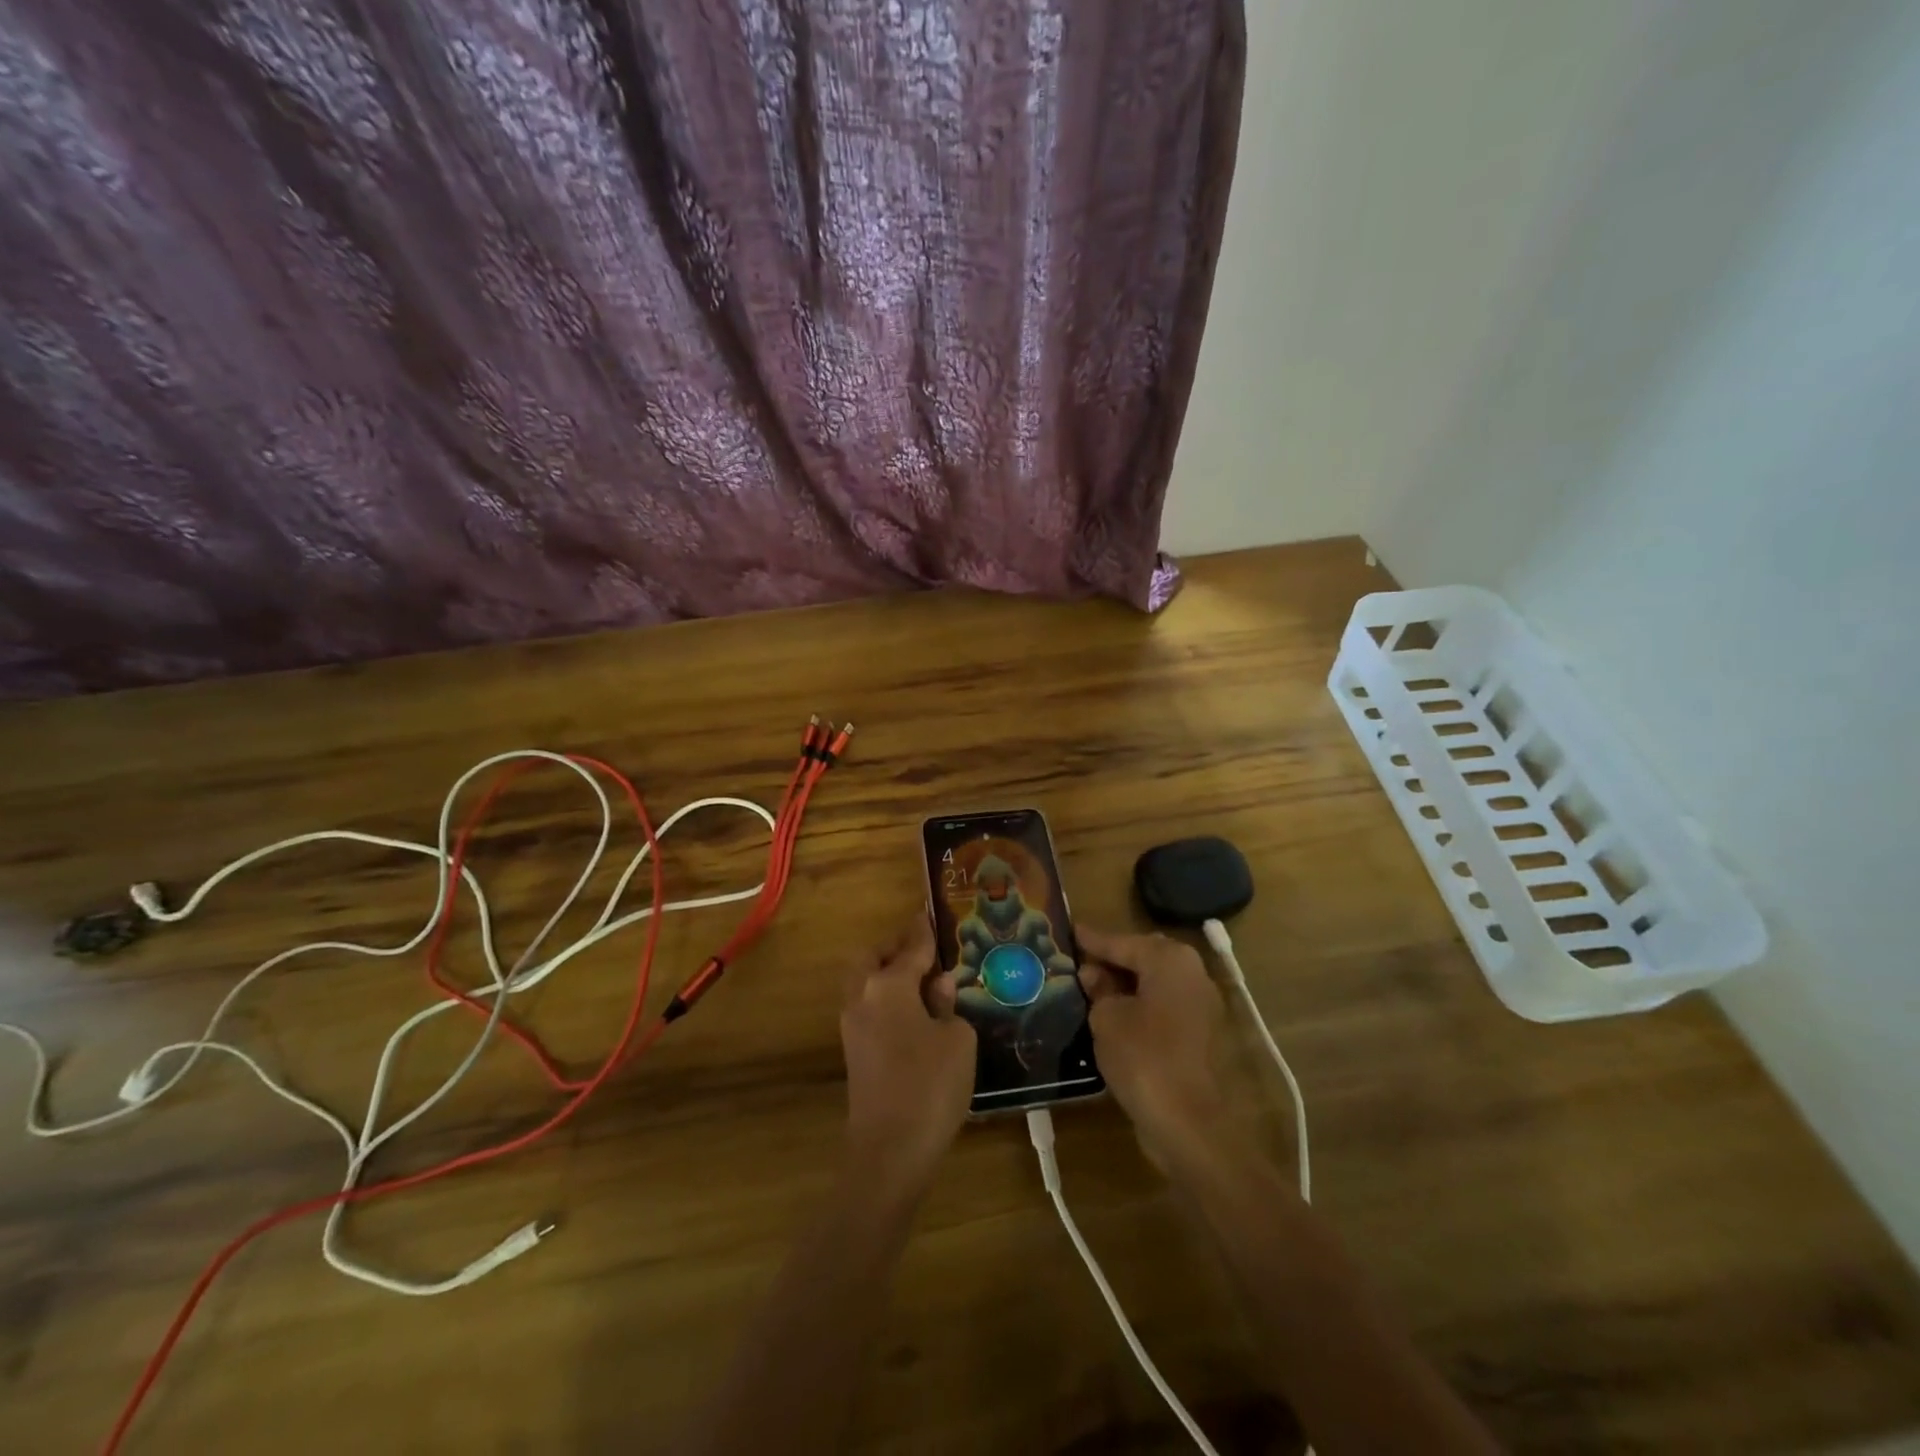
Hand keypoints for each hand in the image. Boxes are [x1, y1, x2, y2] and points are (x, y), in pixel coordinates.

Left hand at [839, 919, 975, 1197]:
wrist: (889, 1151)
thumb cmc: (930, 1086)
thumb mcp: (957, 1039)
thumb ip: (947, 1005)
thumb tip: (937, 989)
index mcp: (888, 986)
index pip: (911, 947)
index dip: (924, 931)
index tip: (930, 913)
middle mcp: (863, 997)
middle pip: (872, 957)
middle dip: (894, 948)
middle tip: (923, 951)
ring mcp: (853, 1025)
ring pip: (865, 982)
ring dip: (887, 974)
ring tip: (923, 982)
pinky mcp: (854, 1051)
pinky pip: (868, 1007)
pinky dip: (886, 999)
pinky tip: (914, 1013)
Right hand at [1077, 925, 1232, 1169]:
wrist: (1188, 1123)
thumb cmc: (1143, 1057)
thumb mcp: (1107, 1018)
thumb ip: (1098, 989)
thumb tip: (1093, 975)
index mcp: (1170, 960)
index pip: (1122, 942)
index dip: (1093, 939)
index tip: (1069, 930)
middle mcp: (1192, 974)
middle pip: (1143, 958)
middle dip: (1112, 960)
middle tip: (1078, 962)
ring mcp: (1201, 1006)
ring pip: (1154, 984)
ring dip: (1125, 986)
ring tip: (1090, 988)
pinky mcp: (1200, 1036)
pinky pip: (1162, 1008)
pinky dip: (1139, 1007)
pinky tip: (1112, 1016)